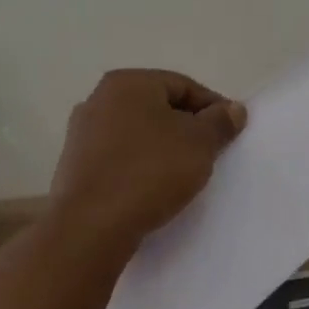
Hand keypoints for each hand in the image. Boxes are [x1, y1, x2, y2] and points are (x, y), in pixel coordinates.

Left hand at [50, 69, 247, 249]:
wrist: (92, 225)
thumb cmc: (151, 171)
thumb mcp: (199, 143)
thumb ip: (220, 122)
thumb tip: (233, 109)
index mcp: (128, 83)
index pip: (184, 86)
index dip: (213, 106)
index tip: (232, 132)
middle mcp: (99, 99)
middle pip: (158, 107)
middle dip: (188, 127)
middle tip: (212, 152)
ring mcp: (82, 133)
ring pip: (138, 133)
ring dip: (164, 147)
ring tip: (186, 172)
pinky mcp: (76, 165)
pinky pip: (120, 156)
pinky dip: (141, 165)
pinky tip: (154, 187)